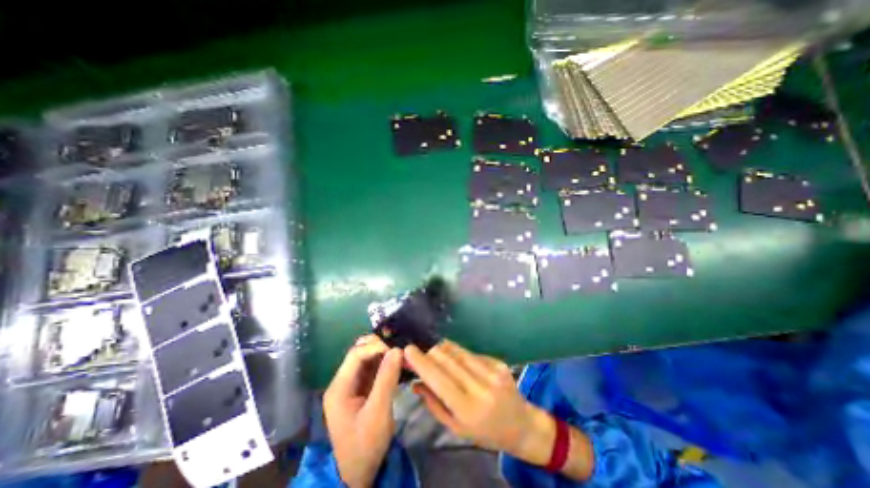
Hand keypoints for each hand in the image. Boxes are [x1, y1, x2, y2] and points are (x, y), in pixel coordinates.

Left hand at [324, 336, 402, 487]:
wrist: (359, 473)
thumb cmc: (366, 444)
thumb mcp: (378, 412)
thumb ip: (387, 379)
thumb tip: (397, 350)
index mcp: (339, 387)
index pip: (356, 354)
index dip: (376, 347)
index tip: (397, 352)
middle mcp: (342, 382)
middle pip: (359, 352)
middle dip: (379, 348)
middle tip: (399, 353)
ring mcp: (351, 385)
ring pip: (367, 358)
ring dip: (384, 354)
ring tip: (401, 357)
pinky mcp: (360, 389)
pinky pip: (372, 368)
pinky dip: (385, 363)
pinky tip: (397, 365)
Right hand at [402, 339, 552, 464]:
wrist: (521, 425)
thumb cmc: (485, 432)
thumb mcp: (456, 428)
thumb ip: (434, 404)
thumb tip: (415, 382)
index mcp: (468, 409)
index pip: (439, 379)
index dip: (422, 362)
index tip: (408, 349)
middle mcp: (481, 387)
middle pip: (447, 359)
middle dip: (430, 353)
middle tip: (420, 352)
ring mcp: (492, 372)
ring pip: (458, 351)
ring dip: (443, 349)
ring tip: (435, 352)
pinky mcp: (498, 363)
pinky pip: (471, 353)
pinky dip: (459, 354)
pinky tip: (457, 360)